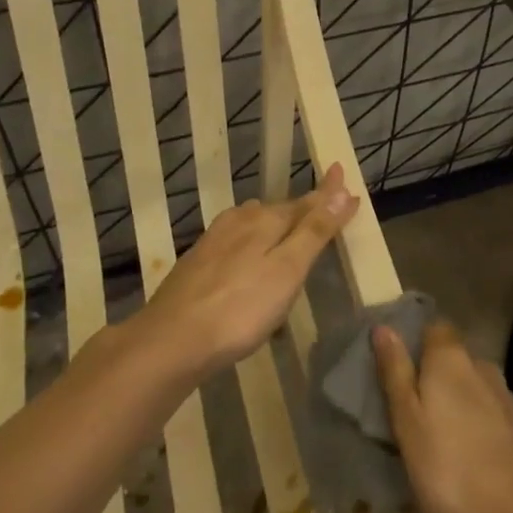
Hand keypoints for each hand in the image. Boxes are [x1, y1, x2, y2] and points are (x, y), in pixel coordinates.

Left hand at [144, 164, 358, 375]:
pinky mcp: (198, 263)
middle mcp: (239, 221)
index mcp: (264, 220)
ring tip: (291, 231)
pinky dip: (254, 246)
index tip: (342, 172)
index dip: (328, 194)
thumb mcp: (287, 270)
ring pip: (254, 225)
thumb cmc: (240, 309)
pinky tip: (251, 260)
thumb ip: (314, 231)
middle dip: (303, 209)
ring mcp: (214, 241)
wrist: (170, 341)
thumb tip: (341, 190)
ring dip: (276, 225)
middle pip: (280, 211)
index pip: (306, 201)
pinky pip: (237, 244)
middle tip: (325, 207)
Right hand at [373, 319, 512, 512]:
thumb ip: (395, 372)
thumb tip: (384, 327)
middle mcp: (482, 366)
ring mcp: (505, 397)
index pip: (434, 327)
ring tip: (433, 439)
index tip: (395, 370)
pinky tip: (463, 456)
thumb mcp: (407, 422)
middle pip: (452, 358)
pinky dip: (472, 425)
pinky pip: (487, 413)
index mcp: (451, 358)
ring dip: (453, 403)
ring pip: (470, 387)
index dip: (415, 343)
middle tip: (407, 412)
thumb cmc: (449, 469)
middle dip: (431, 376)